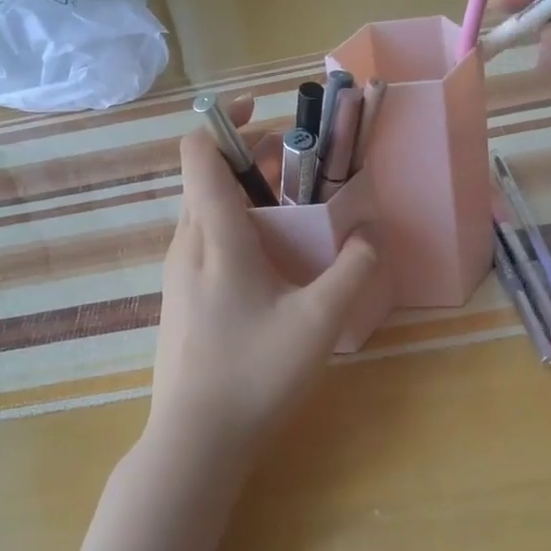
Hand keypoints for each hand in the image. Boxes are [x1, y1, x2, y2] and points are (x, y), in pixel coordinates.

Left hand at [148, 96, 380, 464]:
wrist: (194, 439)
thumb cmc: (254, 373)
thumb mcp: (318, 322)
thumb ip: (354, 271)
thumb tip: (372, 233)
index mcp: (214, 235)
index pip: (198, 152)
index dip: (225, 120)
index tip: (266, 112)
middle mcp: (188, 242)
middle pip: (209, 176)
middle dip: (253, 157)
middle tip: (304, 164)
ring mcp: (179, 271)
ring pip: (207, 209)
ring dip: (247, 193)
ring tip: (296, 208)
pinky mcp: (181, 296)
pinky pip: (207, 239)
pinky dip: (238, 225)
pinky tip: (274, 259)